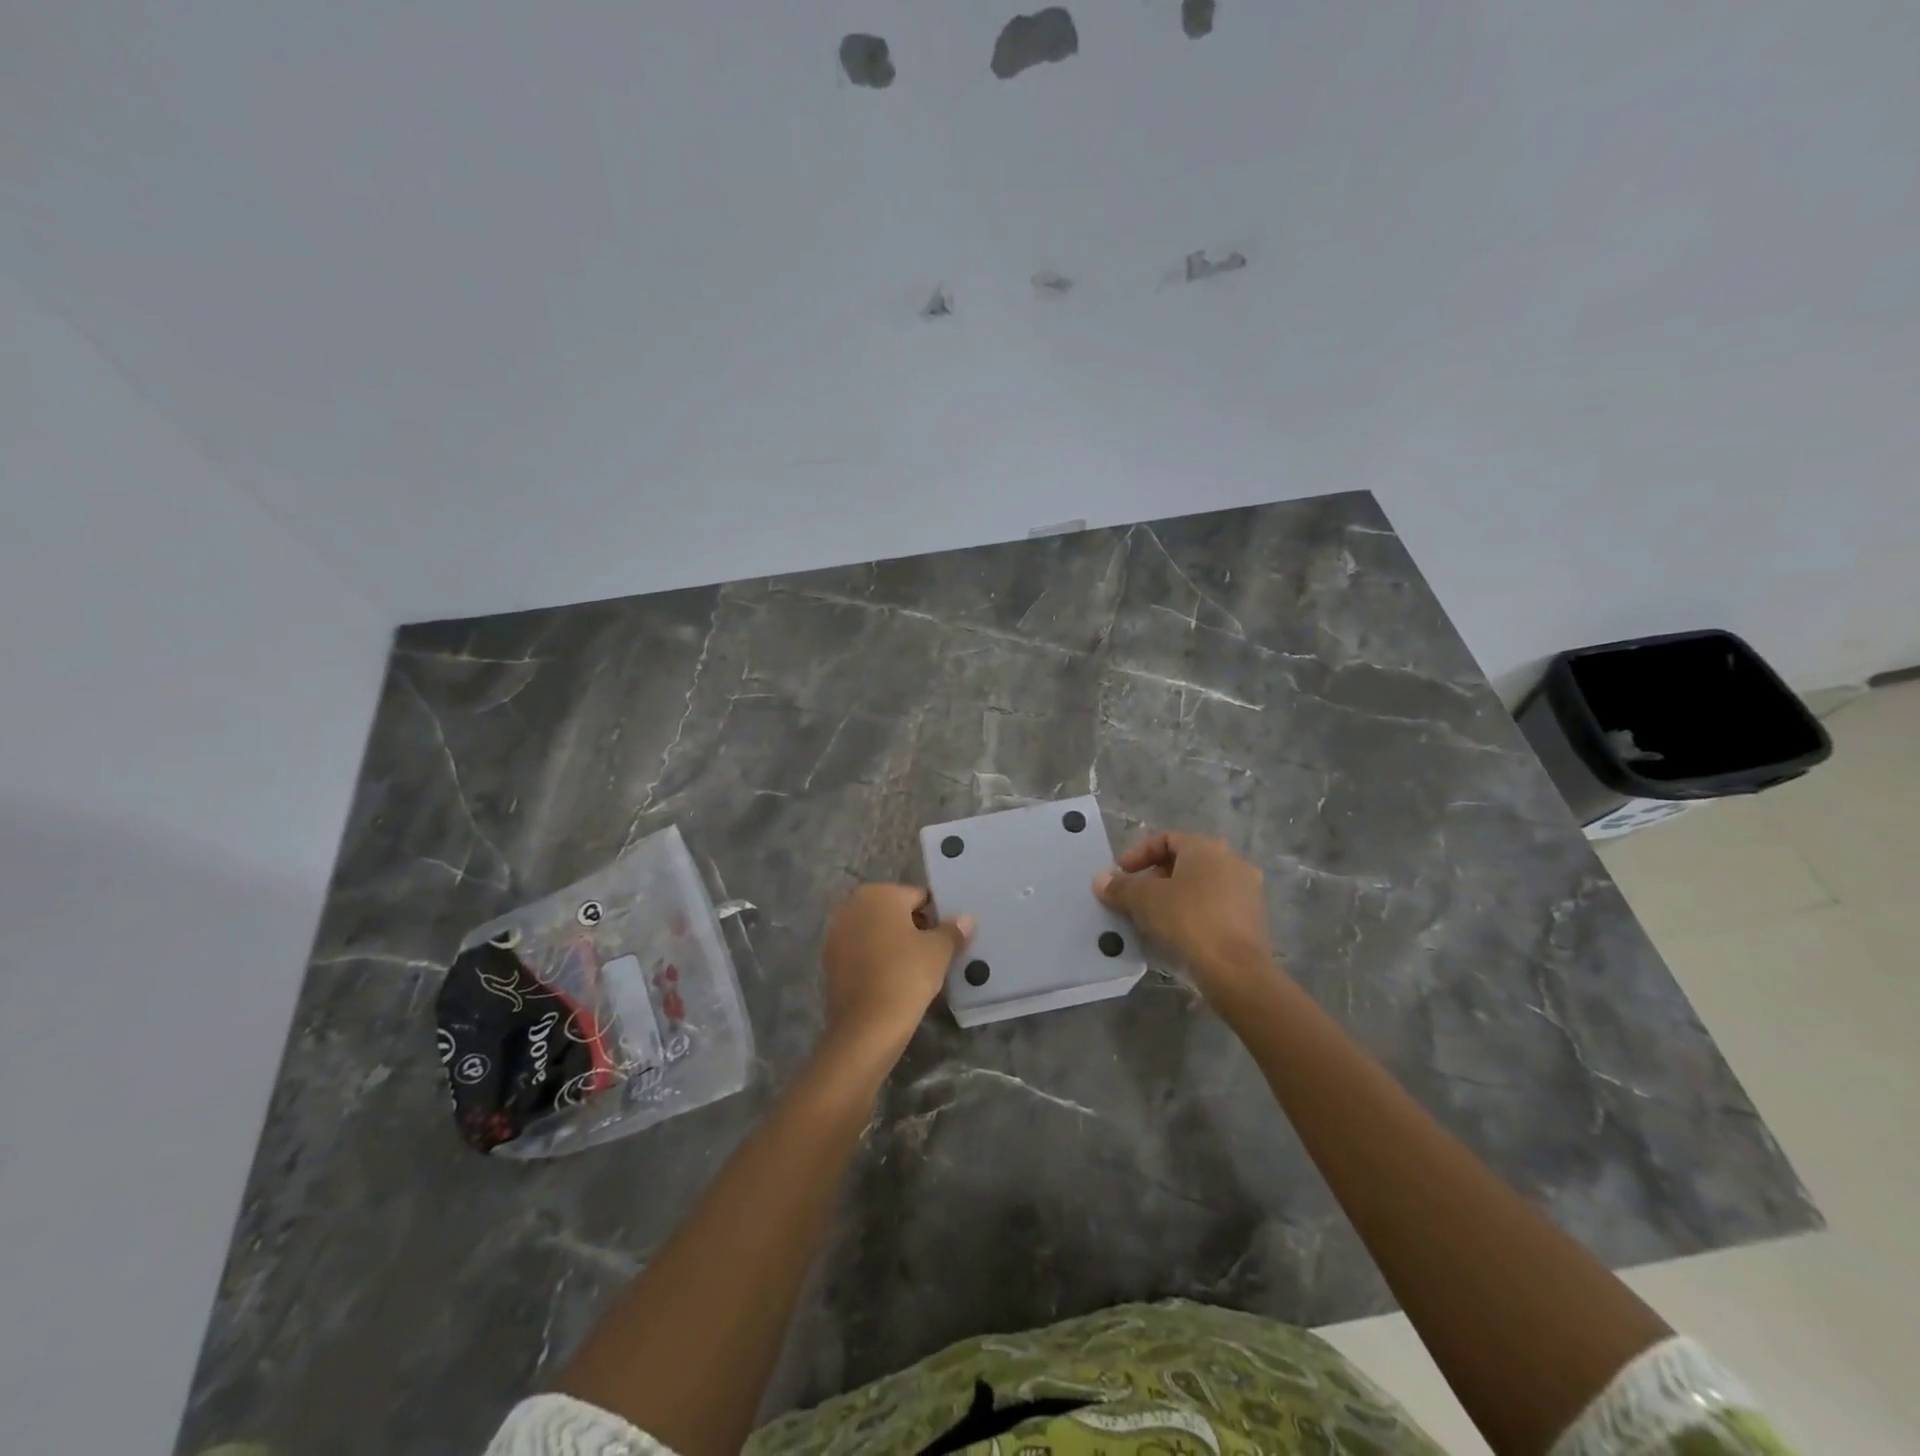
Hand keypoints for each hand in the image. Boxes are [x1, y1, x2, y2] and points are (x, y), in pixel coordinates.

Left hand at [821, 885, 973, 1057]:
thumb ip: (953, 930)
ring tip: (913, 969)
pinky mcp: (829, 960)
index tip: (946, 939)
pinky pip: (861, 951)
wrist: (866, 1027)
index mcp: (879, 893)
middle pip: (894, 911)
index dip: (936, 917)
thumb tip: (966, 919)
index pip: (918, 897)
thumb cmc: (906, 976)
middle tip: (933, 954)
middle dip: (913, 928)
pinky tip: (891, 980)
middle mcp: (852, 905)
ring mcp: (836, 933)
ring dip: (893, 943)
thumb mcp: (939, 951)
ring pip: (876, 931)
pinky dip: (876, 959)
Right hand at [1093, 832, 1279, 1003]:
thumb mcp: (1145, 900)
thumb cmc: (1188, 920)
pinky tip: (1178, 931)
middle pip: (1185, 860)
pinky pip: (1215, 904)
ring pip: (1201, 884)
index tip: (1120, 874)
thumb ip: (1120, 886)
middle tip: (1136, 895)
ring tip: (1153, 915)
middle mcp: (1231, 860)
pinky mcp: (1253, 917)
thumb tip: (1100, 880)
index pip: (1166, 839)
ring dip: (1175, 894)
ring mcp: (1247, 889)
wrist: (1235, 969)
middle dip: (1156, 875)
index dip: (1138, 854)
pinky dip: (1194, 911)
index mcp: (1206, 847)